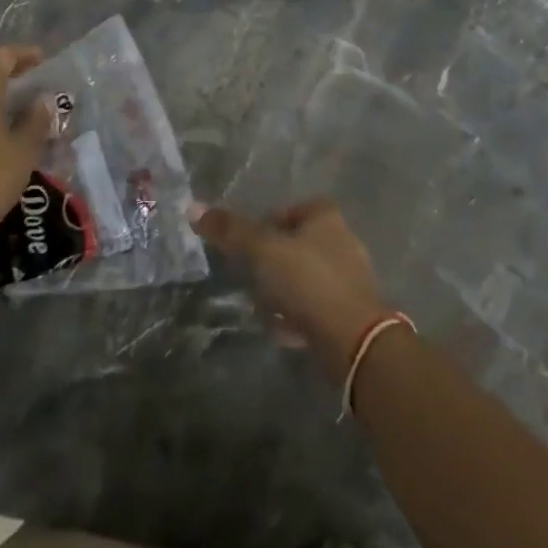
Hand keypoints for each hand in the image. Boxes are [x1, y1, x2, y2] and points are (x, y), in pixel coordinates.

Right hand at [191, 199, 395, 381]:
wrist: (354, 340)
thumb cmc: (307, 281)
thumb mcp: (262, 250)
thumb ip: (230, 230)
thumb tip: (193, 207)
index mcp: (326, 218)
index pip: (293, 209)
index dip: (269, 223)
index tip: (250, 244)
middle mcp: (343, 242)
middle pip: (297, 245)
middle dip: (272, 263)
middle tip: (252, 277)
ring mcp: (350, 280)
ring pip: (305, 278)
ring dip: (283, 293)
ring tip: (264, 308)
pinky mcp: (352, 314)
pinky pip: (316, 308)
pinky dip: (298, 316)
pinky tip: (284, 331)